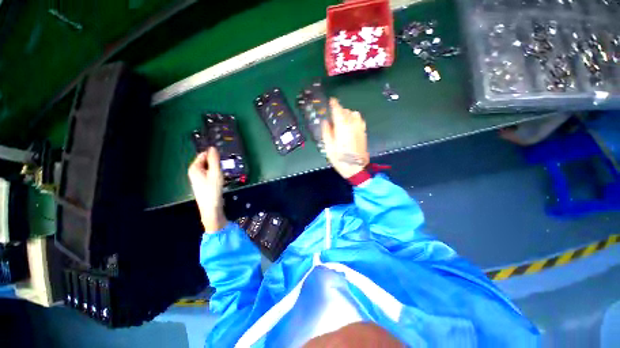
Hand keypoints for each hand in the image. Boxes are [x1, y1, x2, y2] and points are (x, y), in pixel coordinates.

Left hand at [188, 147, 226, 232]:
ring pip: (209, 168)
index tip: (223, 158)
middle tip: (223, 168)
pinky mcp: (203, 183)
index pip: (204, 154)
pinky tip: (220, 180)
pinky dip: (216, 175)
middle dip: (216, 163)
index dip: (213, 155)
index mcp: (194, 167)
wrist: (211, 208)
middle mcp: (194, 171)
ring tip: (222, 175)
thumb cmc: (212, 189)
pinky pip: (210, 174)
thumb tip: (213, 147)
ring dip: (216, 169)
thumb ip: (214, 159)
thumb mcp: (215, 172)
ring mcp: (198, 178)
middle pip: (206, 161)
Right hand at [322, 98, 369, 178]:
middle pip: (346, 111)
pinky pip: (359, 119)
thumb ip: (326, 132)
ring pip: (354, 114)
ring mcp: (359, 128)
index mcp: (342, 127)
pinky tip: (350, 124)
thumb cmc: (340, 159)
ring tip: (342, 119)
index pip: (338, 110)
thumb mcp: (329, 147)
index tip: (331, 100)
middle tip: (333, 115)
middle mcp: (352, 124)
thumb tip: (325, 122)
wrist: (356, 168)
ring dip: (347, 113)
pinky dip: (354, 118)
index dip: (334, 104)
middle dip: (339, 110)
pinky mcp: (364, 132)